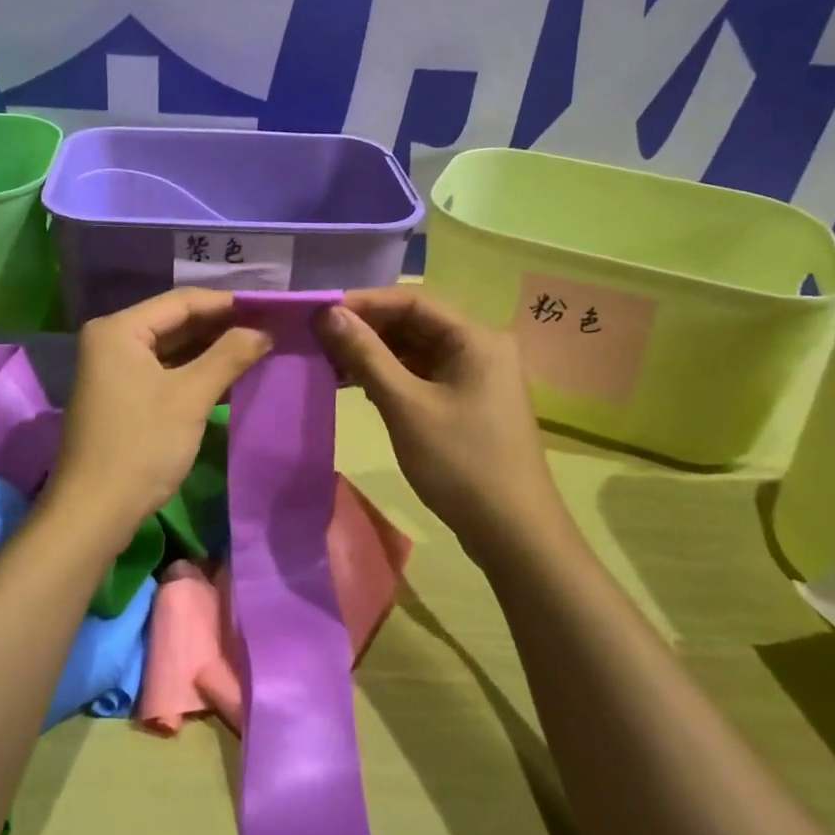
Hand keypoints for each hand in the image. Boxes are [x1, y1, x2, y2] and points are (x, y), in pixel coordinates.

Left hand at [47, 289, 271, 544]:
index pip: (182, 301)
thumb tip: (264, 331)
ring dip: (210, 350)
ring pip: (170, 348)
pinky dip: (193, 372)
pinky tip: (228, 376)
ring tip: (256, 349)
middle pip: (175, 322)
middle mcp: (111, 340)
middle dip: (221, 327)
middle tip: (268, 328)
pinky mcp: (120, 395)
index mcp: (119, 329)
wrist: (93, 513)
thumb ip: (229, 356)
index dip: (228, 303)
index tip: (269, 308)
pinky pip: (162, 371)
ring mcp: (112, 369)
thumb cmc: (141, 446)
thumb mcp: (191, 396)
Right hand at [318, 286, 555, 542]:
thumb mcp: (406, 405)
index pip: (413, 300)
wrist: (514, 534)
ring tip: (331, 363)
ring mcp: (477, 376)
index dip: (365, 302)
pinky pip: (424, 374)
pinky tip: (358, 386)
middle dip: (367, 329)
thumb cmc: (460, 463)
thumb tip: (329, 314)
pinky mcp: (468, 401)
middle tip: (320, 338)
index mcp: (477, 338)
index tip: (322, 312)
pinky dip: (392, 376)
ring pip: (417, 349)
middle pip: (415, 323)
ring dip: (376, 354)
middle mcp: (481, 347)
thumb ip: (366, 355)